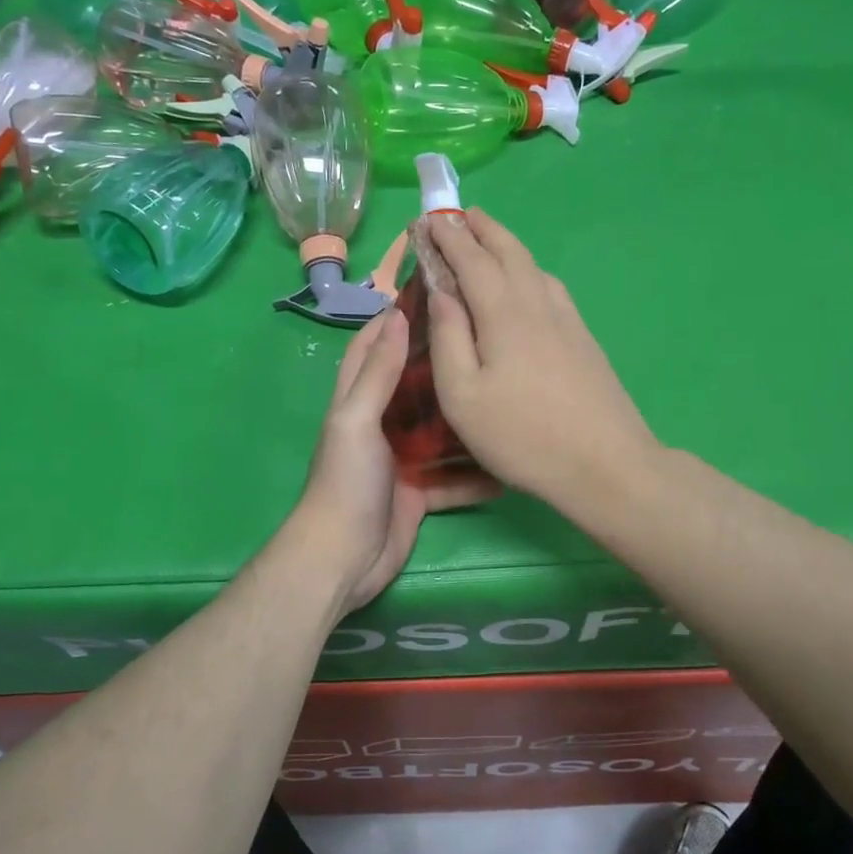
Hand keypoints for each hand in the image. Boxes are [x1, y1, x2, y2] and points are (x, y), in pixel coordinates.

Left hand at [292, 308, 498, 614]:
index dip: (394, 320)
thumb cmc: (347, 481)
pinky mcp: (419, 492)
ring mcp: (401, 460)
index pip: (372, 347)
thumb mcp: (357, 419)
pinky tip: (508, 463)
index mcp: (357, 401)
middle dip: (442, 365)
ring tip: (506, 395)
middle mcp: (379, 424)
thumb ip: (378, 373)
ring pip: (439, 431)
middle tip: (487, 341)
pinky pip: (453, 477)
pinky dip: (475, 474)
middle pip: (413, 385)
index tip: (434, 295)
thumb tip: (397, 316)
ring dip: (466, 420)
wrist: (344, 558)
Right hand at [426, 208, 660, 505]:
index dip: (448, 237)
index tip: (428, 219)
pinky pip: (551, 287)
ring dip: (507, 246)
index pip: (472, 260)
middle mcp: (538, 304)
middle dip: (482, 229)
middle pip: (509, 252)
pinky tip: (529, 283)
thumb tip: (440, 291)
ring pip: (534, 267)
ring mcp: (567, 320)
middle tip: (460, 214)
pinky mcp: (584, 338)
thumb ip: (448, 338)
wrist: (605, 464)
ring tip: (489, 240)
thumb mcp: (463, 395)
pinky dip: (530, 270)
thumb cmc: (521, 436)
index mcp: (504, 314)